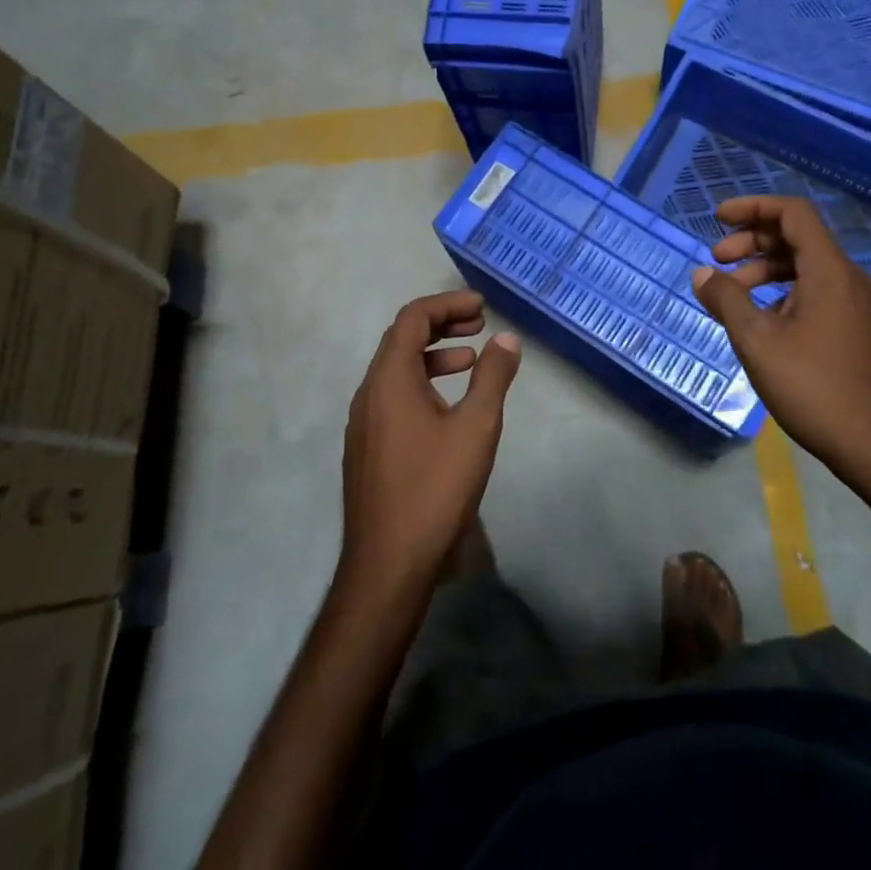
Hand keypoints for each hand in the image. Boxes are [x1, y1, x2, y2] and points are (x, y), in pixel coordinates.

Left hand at [338, 290, 521, 601]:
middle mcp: (369, 393)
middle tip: (479, 324)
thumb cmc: (435, 489)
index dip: (447, 304)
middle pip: (401, 339)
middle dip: (441, 324)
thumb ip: (493, 377)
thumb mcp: (476, 428)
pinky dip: (422, 382)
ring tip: (470, 360)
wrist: (387, 565)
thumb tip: (507, 339)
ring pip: (396, 369)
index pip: (413, 319)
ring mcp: (363, 423)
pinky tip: (448, 406)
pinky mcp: (367, 447)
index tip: (481, 306)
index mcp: (389, 380)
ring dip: (433, 355)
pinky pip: (393, 395)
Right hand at [690, 196, 870, 492]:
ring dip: (765, 269)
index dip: (753, 207)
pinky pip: (817, 292)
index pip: (793, 213)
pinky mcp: (857, 329)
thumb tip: (702, 275)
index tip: (718, 218)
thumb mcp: (757, 341)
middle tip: (717, 261)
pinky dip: (784, 292)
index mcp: (829, 270)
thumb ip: (727, 300)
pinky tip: (761, 321)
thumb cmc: (814, 387)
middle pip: (797, 238)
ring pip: (806, 267)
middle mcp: (848, 278)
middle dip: (752, 241)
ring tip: (731, 294)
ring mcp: (857, 305)